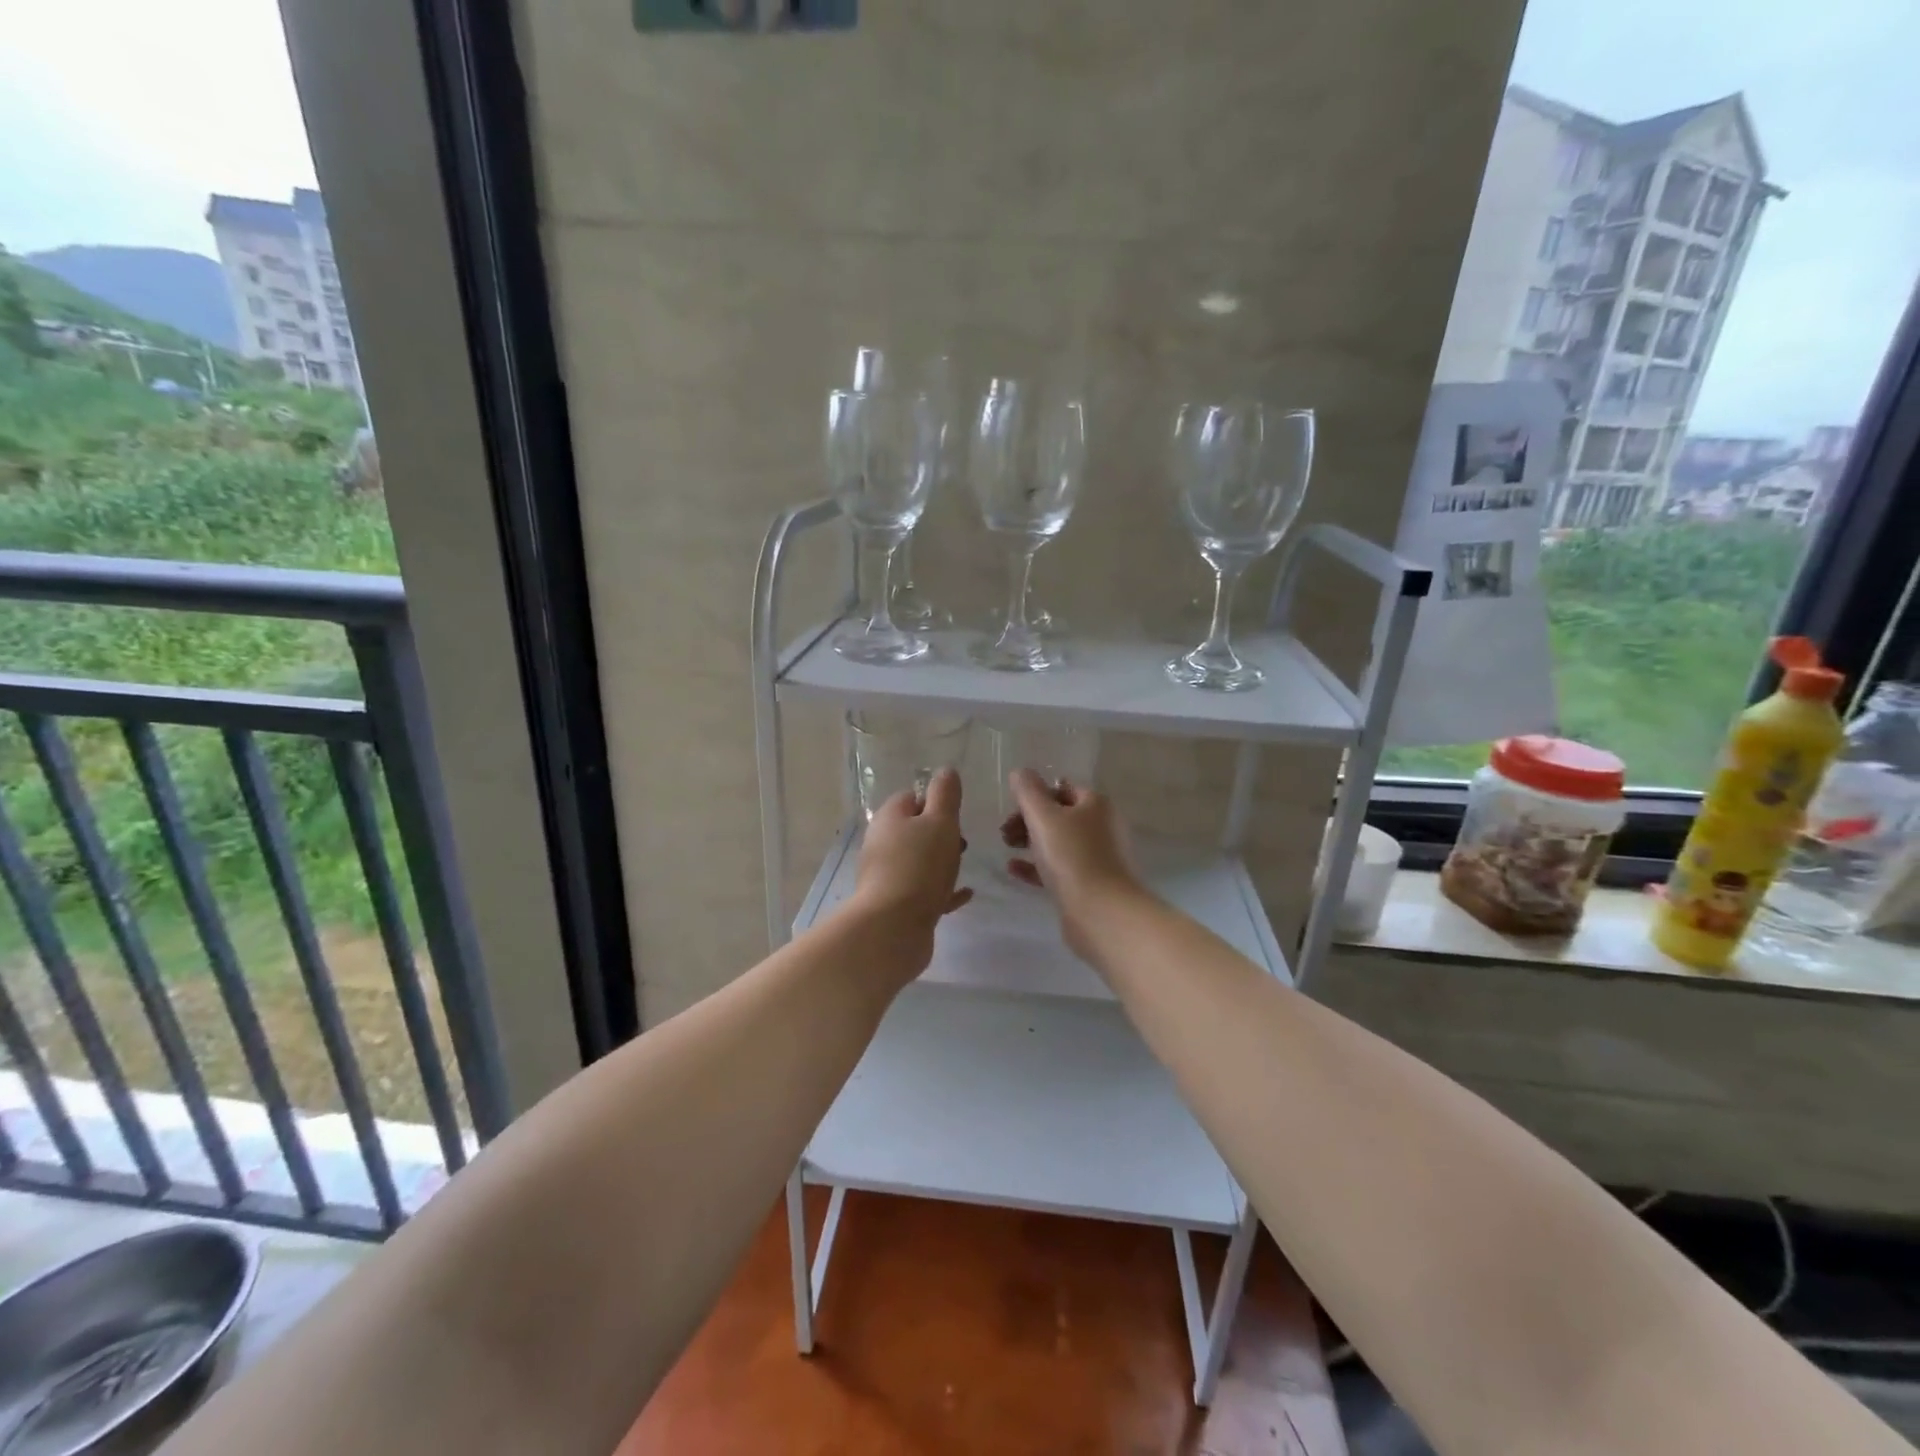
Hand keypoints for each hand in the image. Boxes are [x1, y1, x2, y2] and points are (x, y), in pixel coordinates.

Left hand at [851, 768, 972, 964]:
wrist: (893, 928)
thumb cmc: (920, 866)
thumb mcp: (940, 822)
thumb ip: (945, 795)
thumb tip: (945, 771)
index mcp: (889, 818)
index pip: (911, 797)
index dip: (935, 802)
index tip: (957, 815)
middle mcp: (882, 844)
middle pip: (913, 830)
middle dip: (939, 833)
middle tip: (962, 843)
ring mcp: (886, 876)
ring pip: (917, 861)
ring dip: (939, 862)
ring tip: (962, 868)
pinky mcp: (895, 905)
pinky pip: (922, 891)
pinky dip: (942, 890)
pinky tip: (964, 895)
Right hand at [1002, 770, 1142, 960]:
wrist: (1101, 913)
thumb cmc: (1072, 857)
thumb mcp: (1044, 817)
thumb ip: (1029, 791)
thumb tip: (1021, 772)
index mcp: (1096, 805)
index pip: (1062, 788)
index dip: (1036, 794)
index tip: (1012, 808)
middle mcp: (1101, 827)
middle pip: (1059, 815)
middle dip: (1028, 819)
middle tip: (1004, 832)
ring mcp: (1097, 857)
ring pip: (1058, 842)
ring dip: (1030, 841)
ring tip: (1006, 848)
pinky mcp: (1089, 884)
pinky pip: (1058, 868)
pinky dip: (1036, 866)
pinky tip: (1013, 869)